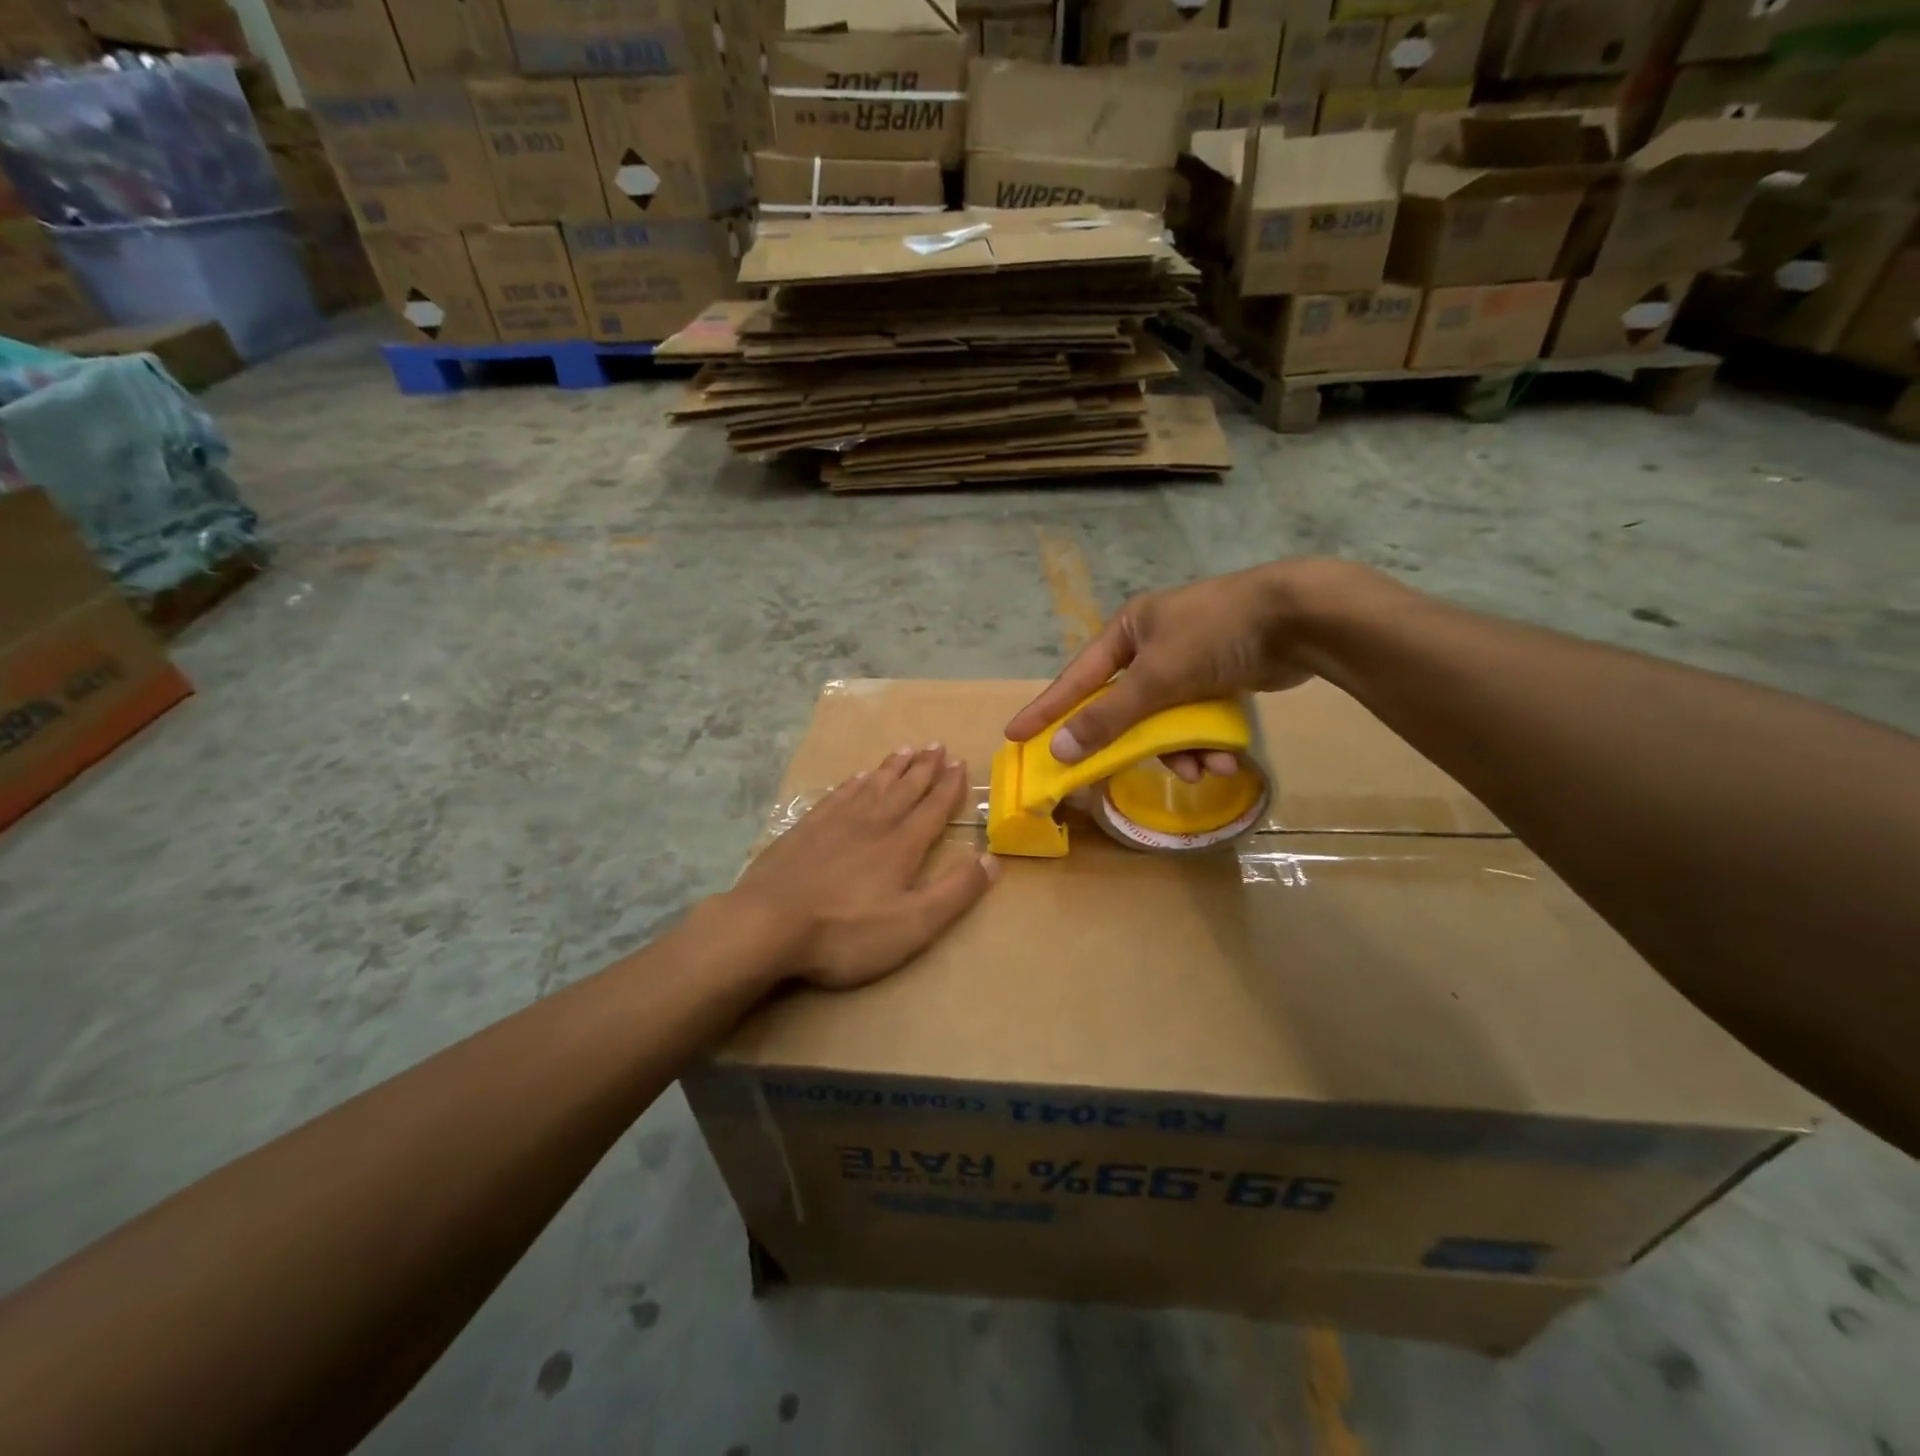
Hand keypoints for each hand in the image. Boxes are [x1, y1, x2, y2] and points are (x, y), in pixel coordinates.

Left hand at [730, 745, 997, 990]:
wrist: (767, 924)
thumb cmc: (846, 932)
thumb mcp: (914, 924)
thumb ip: (955, 891)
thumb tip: (992, 859)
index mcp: (902, 845)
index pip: (933, 808)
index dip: (949, 786)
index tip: (959, 762)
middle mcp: (872, 823)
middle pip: (904, 788)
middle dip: (924, 767)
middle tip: (937, 744)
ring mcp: (835, 823)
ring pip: (872, 785)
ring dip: (892, 767)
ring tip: (906, 749)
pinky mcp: (805, 829)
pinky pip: (838, 795)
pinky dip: (854, 782)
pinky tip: (858, 776)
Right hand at [1005, 562, 1336, 779]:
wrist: (1301, 618)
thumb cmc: (1216, 635)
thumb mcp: (1156, 678)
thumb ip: (1108, 716)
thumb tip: (1059, 749)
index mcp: (1128, 631)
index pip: (1076, 677)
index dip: (1046, 708)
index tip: (1016, 734)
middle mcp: (1152, 645)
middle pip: (1123, 706)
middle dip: (1133, 742)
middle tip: (1111, 774)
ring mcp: (1187, 662)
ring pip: (1164, 720)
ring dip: (1180, 751)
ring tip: (1203, 770)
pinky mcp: (1220, 679)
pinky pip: (1196, 720)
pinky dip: (1206, 742)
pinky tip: (1226, 760)